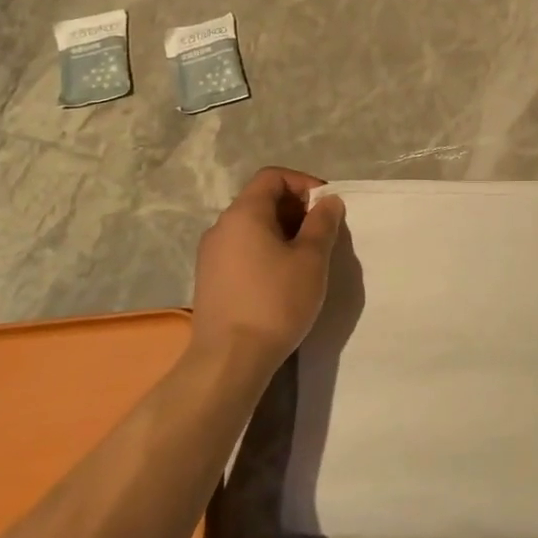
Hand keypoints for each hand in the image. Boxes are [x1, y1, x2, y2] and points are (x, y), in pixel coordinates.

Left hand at [190, 167, 344, 364]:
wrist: (229, 360)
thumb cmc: (275, 301)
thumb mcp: (311, 259)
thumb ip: (322, 224)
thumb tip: (328, 201)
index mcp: (243, 214)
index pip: (272, 176)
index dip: (303, 183)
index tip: (326, 207)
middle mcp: (221, 227)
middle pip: (261, 199)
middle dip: (296, 209)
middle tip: (322, 233)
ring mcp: (211, 255)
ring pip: (252, 227)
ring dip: (283, 232)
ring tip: (307, 258)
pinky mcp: (210, 280)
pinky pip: (242, 249)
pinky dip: (266, 251)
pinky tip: (283, 278)